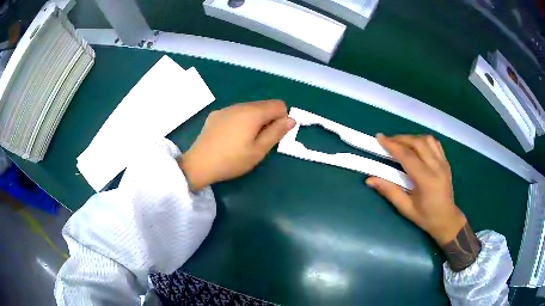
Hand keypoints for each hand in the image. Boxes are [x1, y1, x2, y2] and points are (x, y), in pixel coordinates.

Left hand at [179, 100, 295, 190]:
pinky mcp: (216, 115)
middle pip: (264, 105)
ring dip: (254, 120)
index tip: (273, 135)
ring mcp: (226, 109)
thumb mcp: (258, 151)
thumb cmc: (232, 160)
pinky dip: (240, 120)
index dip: (282, 119)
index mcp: (253, 113)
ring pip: (249, 108)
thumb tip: (291, 119)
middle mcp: (240, 105)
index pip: (278, 105)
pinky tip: (230, 137)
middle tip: (259, 141)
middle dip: (268, 119)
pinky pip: (235, 112)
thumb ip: (276, 133)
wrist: (199, 164)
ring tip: (244, 140)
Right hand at [366, 134, 465, 245]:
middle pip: (417, 143)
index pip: (407, 156)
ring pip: (427, 139)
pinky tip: (416, 146)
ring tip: (401, 143)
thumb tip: (370, 180)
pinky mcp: (446, 162)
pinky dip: (423, 140)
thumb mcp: (406, 208)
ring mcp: (443, 162)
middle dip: (400, 138)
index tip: (379, 137)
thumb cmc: (426, 217)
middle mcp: (436, 167)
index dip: (392, 145)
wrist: (447, 219)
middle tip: (387, 141)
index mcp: (426, 179)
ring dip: (412, 138)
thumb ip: (389, 191)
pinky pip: (435, 143)